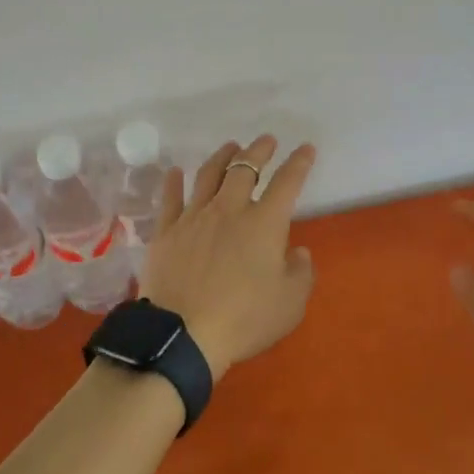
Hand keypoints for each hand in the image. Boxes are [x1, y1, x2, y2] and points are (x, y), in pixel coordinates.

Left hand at [139, 135, 316, 380]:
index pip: (287, 183)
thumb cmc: (243, 319)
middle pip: (245, 168)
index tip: (306, 149)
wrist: (183, 332)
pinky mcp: (167, 230)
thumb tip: (297, 251)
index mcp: (264, 223)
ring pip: (209, 174)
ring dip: (222, 157)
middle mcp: (229, 209)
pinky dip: (174, 181)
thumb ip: (300, 273)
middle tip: (266, 141)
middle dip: (258, 150)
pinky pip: (171, 197)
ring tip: (230, 147)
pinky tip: (176, 171)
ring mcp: (195, 216)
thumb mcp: (289, 305)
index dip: (299, 163)